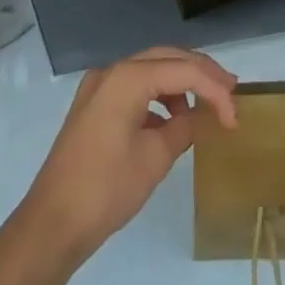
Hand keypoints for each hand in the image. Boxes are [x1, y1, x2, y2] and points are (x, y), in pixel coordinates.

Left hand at [14, 46, 237, 265]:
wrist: (50, 226)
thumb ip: (184, 127)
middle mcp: (112, 72)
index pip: (184, 71)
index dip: (214, 90)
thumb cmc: (105, 190)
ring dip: (180, 84)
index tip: (234, 118)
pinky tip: (171, 120)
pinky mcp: (93, 106)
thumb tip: (199, 117)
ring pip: (151, 70)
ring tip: (205, 107)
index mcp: (127, 78)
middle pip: (167, 58)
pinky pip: (134, 88)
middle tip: (230, 92)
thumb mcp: (155, 159)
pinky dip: (158, 97)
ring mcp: (99, 87)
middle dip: (201, 73)